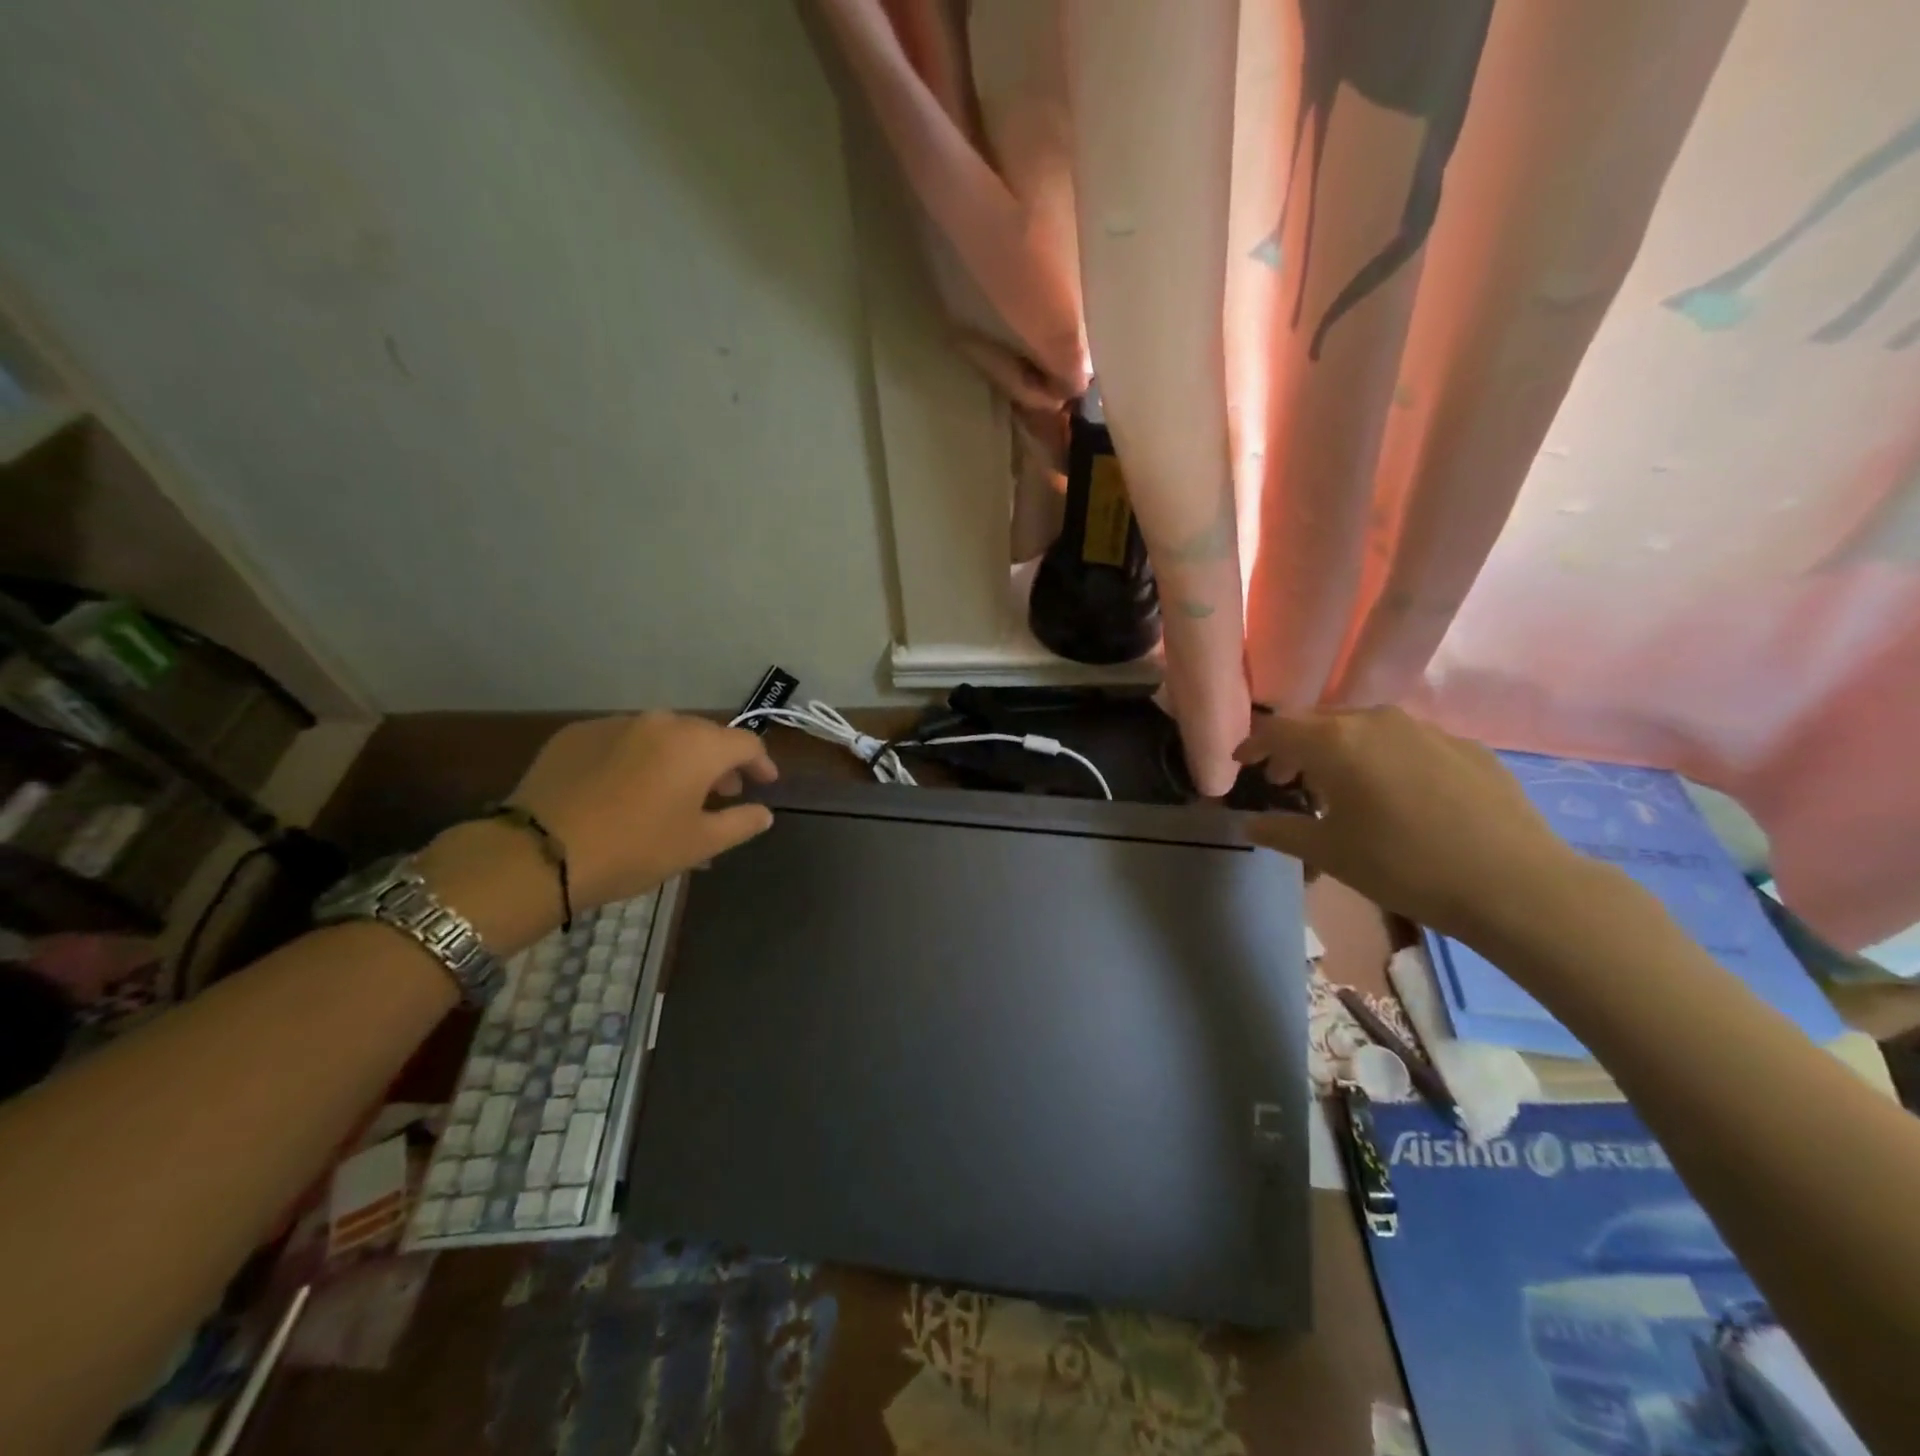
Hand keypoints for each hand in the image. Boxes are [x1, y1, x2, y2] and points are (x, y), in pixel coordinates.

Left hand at [505, 712, 777, 909]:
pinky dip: (637, 758)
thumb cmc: (634, 848)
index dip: (761, 763)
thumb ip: (740, 823)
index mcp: (698, 745)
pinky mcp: (577, 733)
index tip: (764, 784)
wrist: (537, 853)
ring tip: (674, 791)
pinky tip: (626, 788)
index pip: (746, 743)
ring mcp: (615, 723)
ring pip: (662, 735)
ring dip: (678, 758)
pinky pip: (623, 740)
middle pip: (704, 735)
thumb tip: (764, 813)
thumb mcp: (698, 844)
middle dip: (719, 762)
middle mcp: (661, 722)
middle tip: (721, 792)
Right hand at [1235, 707, 1586, 943]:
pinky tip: (1396, 794)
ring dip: (1339, 750)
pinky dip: (1384, 758)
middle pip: (1319, 722)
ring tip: (1339, 786)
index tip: (1242, 764)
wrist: (1514, 883)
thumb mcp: (1329, 852)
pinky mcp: (1464, 745)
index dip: (1253, 744)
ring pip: (1364, 728)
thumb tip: (1250, 822)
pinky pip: (1406, 742)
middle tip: (1285, 779)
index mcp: (1336, 741)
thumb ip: (1280, 830)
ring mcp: (1425, 728)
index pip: (1276, 729)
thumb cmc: (1403, 865)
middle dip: (1295, 747)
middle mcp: (1376, 720)